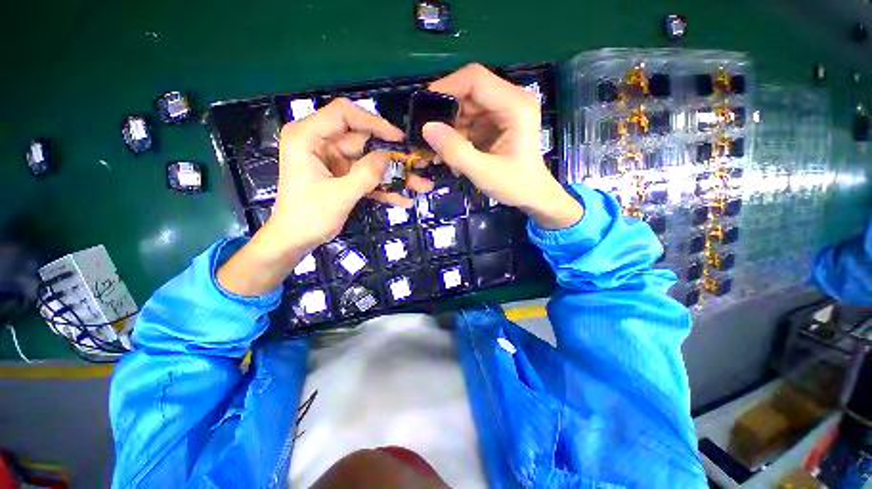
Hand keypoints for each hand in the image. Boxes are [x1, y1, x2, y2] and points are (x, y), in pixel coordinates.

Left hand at [218, 99, 431, 295]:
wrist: (295, 241)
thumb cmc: (308, 217)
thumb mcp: (339, 195)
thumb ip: (366, 174)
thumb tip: (390, 157)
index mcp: (308, 137)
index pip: (344, 114)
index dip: (374, 123)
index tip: (398, 139)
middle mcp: (321, 144)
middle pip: (364, 142)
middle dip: (393, 157)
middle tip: (419, 165)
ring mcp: (334, 162)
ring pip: (370, 162)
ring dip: (394, 176)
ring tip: (421, 186)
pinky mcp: (343, 177)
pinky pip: (367, 178)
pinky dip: (384, 189)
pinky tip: (404, 200)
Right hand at [423, 64, 582, 229]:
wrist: (533, 195)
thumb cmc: (515, 185)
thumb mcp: (483, 173)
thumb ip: (456, 152)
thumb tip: (427, 128)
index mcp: (515, 106)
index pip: (475, 79)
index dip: (446, 87)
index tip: (424, 108)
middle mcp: (512, 99)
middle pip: (470, 92)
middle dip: (447, 113)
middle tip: (431, 137)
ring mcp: (506, 110)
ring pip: (468, 106)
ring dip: (451, 126)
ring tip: (442, 151)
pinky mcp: (499, 121)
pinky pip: (472, 119)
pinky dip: (459, 134)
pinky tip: (454, 152)